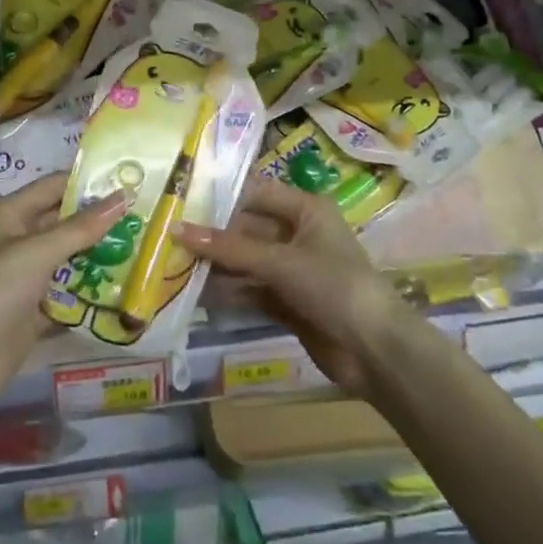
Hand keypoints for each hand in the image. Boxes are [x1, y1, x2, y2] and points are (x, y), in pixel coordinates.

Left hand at [0, 174, 129, 411]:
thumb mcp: (37, 252)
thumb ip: (82, 227)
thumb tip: (124, 196)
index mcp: (10, 214)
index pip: (55, 187)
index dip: (89, 182)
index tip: (131, 180)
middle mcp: (18, 239)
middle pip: (65, 222)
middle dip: (101, 220)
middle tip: (145, 215)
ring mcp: (26, 275)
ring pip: (70, 257)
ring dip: (100, 254)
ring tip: (143, 246)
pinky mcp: (35, 308)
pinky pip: (68, 291)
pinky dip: (91, 288)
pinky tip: (125, 285)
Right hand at [180, 179, 413, 400]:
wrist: (374, 350)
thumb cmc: (333, 286)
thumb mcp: (280, 261)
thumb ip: (228, 248)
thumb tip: (177, 230)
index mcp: (306, 210)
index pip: (256, 193)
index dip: (222, 196)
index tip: (181, 199)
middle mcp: (298, 234)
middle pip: (248, 228)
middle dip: (213, 235)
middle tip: (168, 236)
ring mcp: (292, 270)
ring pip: (246, 260)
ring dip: (217, 265)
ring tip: (173, 264)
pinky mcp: (287, 301)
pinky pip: (251, 289)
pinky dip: (229, 291)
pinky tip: (197, 292)